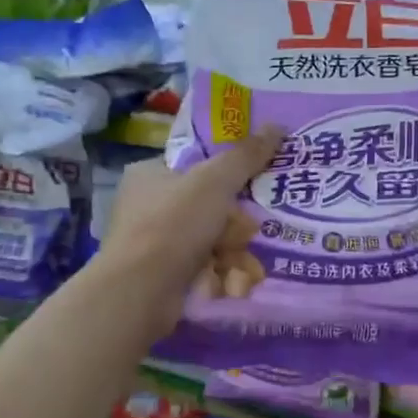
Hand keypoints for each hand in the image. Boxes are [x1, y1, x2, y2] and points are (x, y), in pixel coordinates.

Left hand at [97, 130, 283, 335]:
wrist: (141, 292)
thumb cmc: (173, 225)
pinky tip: (231, 285)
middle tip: (249, 232)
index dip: (228, 175)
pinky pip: (203, 268)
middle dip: (235, 225)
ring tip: (243, 267)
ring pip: (211, 241)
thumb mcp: (214, 181)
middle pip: (209, 207)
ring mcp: (154, 244)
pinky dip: (220, 276)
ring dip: (233, 254)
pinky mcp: (162, 277)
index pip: (196, 165)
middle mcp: (148, 207)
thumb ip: (246, 155)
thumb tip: (277, 126)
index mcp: (149, 174)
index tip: (253, 186)